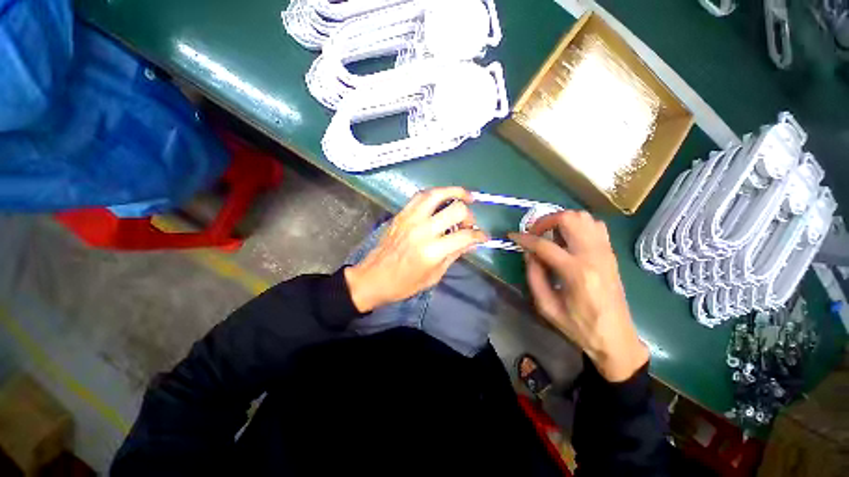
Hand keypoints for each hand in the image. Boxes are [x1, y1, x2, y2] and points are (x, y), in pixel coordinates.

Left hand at [345, 187, 488, 312]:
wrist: (373, 278)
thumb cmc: (404, 284)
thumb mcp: (434, 276)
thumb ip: (454, 255)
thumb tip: (471, 242)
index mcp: (432, 251)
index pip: (465, 235)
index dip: (479, 235)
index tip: (484, 237)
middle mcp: (423, 230)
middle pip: (456, 209)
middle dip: (469, 215)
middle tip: (469, 224)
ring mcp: (410, 219)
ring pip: (437, 194)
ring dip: (455, 192)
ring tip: (465, 197)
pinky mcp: (401, 214)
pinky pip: (420, 196)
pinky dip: (435, 194)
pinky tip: (442, 199)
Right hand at [509, 211, 647, 381]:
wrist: (615, 338)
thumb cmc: (578, 326)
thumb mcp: (546, 306)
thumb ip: (534, 275)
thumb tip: (528, 253)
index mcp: (576, 272)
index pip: (545, 244)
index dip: (524, 238)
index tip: (513, 236)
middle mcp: (594, 256)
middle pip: (569, 219)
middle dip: (545, 221)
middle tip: (534, 233)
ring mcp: (605, 252)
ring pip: (584, 217)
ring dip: (562, 221)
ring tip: (550, 235)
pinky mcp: (611, 253)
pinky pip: (595, 226)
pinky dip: (578, 225)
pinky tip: (568, 239)